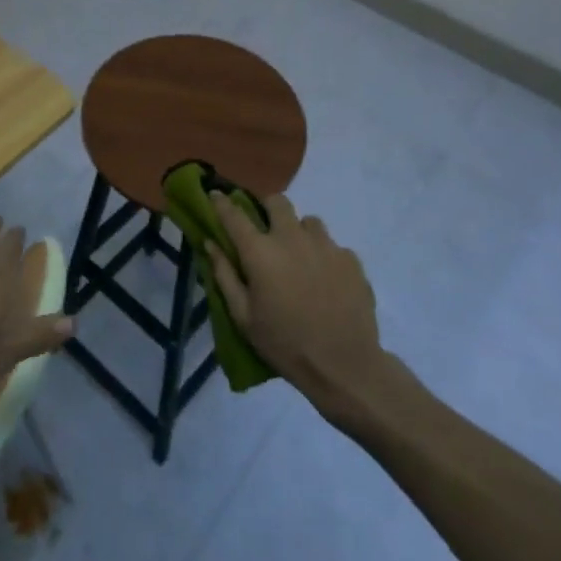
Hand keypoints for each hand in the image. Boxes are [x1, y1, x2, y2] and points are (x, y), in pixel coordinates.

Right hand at [208, 193, 384, 416]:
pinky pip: (332, 246)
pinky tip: (325, 281)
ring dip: (299, 233)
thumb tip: (210, 243)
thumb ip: (224, 275)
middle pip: (277, 202)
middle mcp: (292, 238)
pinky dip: (324, 256)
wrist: (345, 366)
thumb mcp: (243, 317)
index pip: (234, 215)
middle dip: (267, 209)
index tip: (215, 194)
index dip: (221, 202)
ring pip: (308, 222)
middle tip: (266, 231)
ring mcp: (325, 245)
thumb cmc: (285, 344)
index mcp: (261, 252)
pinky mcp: (351, 259)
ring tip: (300, 259)